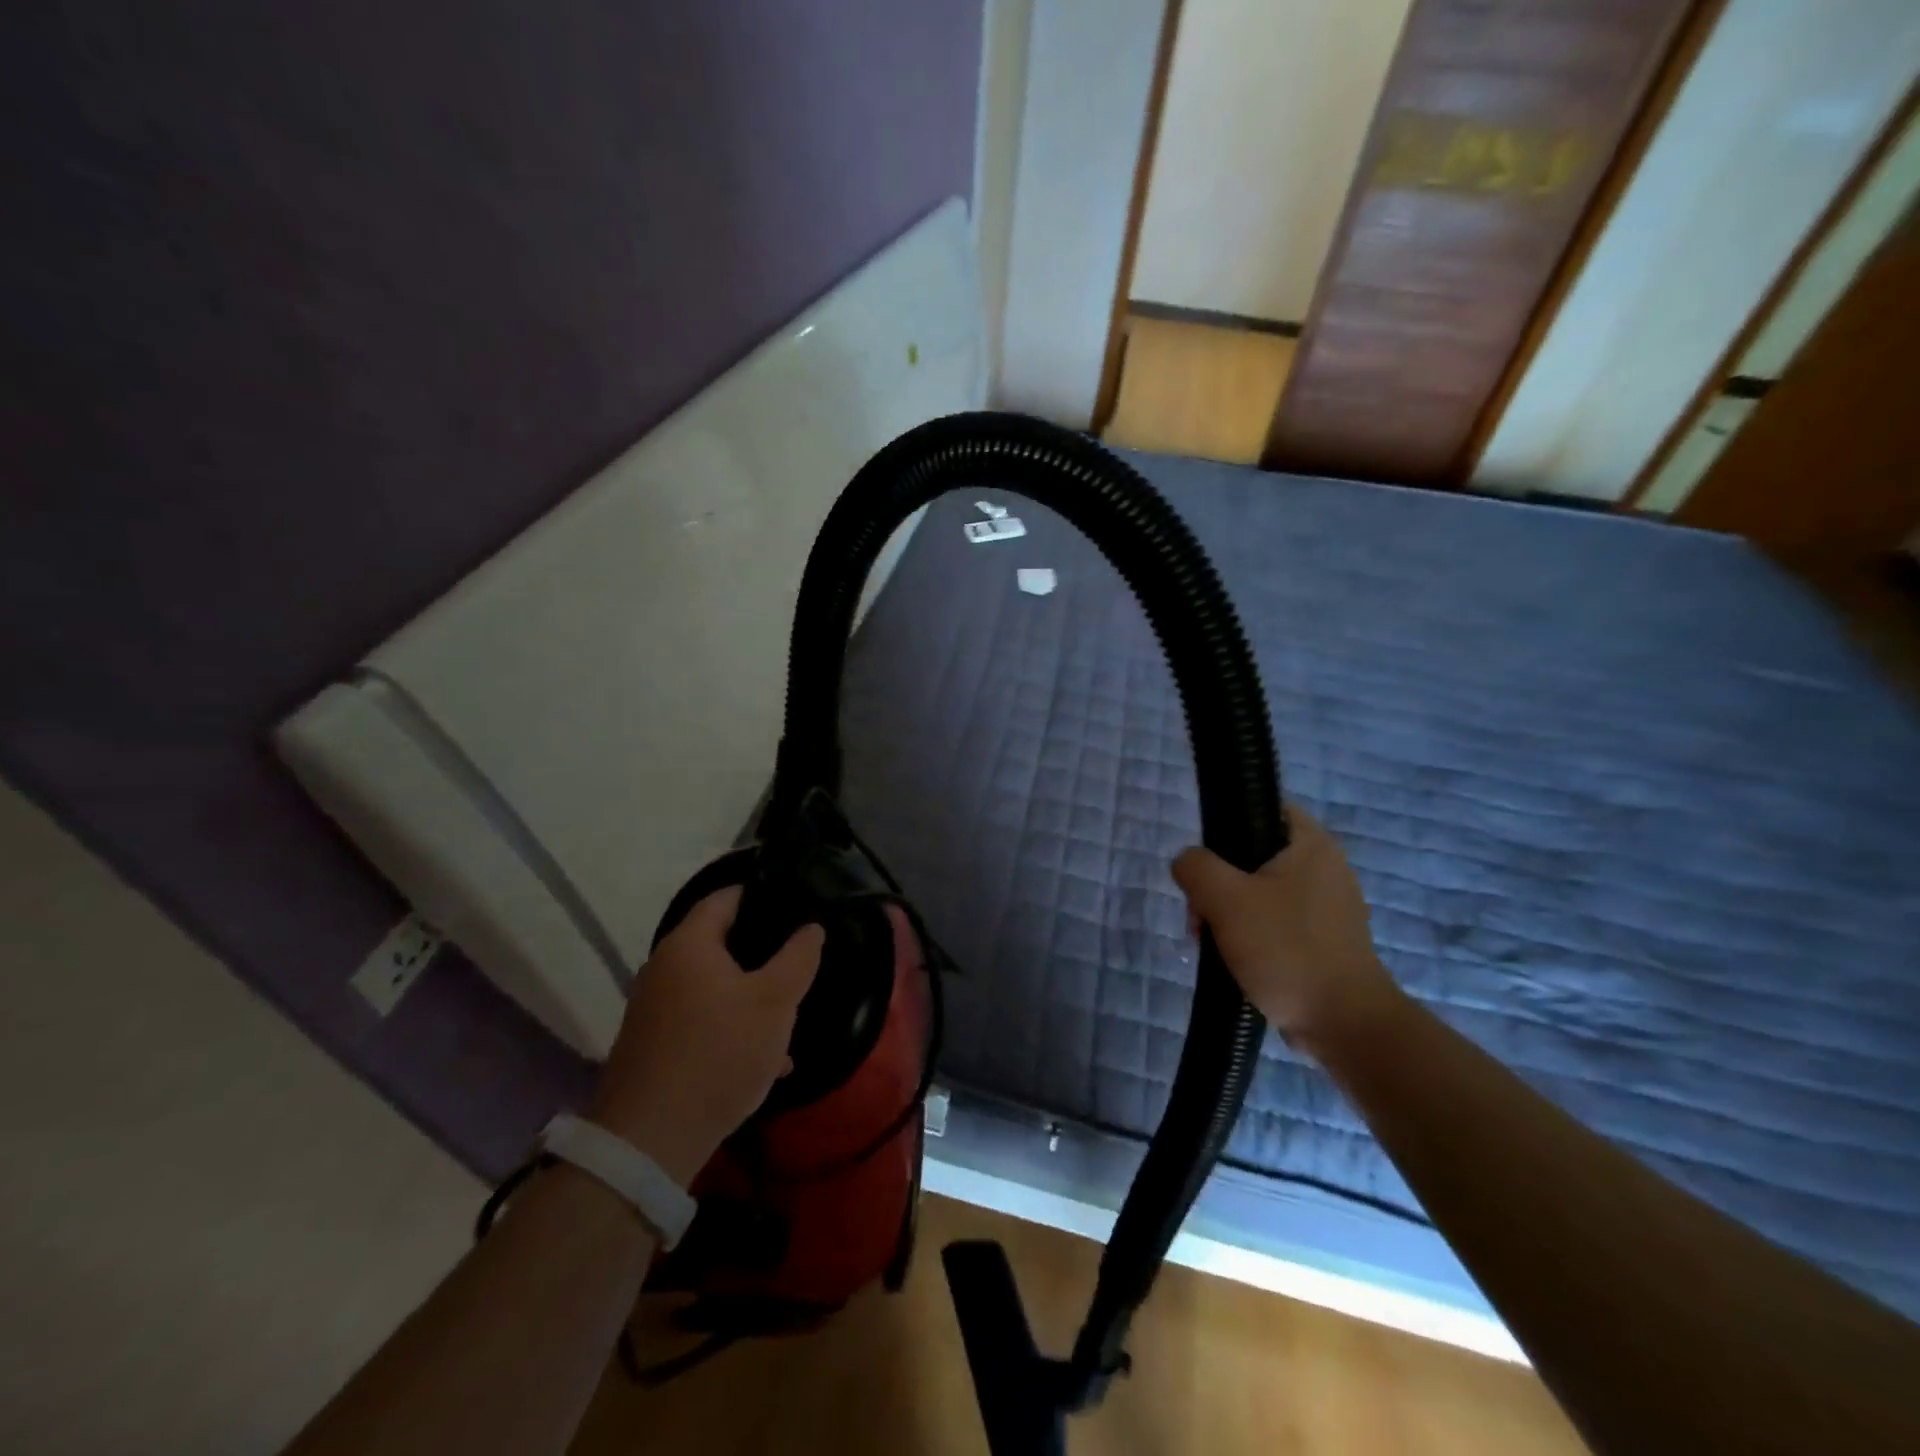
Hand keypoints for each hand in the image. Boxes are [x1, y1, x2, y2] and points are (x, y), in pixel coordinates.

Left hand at [589, 886, 822, 1182]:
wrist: (650, 1140)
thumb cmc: (719, 1052)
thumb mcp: (775, 1002)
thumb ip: (798, 958)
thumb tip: (811, 927)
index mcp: (689, 944)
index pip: (726, 897)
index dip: (762, 894)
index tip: (796, 904)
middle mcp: (664, 967)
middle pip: (721, 943)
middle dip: (763, 953)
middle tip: (798, 962)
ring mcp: (654, 1008)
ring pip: (715, 986)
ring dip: (751, 996)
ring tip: (788, 1015)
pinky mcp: (653, 1044)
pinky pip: (701, 1020)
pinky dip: (731, 1027)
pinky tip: (764, 1058)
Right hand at [1173, 804, 1401, 1054]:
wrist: (1344, 1024)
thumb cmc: (1287, 949)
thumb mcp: (1226, 899)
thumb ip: (1196, 867)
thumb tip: (1187, 862)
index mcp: (1311, 844)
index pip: (1264, 807)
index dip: (1227, 823)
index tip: (1204, 859)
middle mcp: (1325, 868)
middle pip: (1253, 856)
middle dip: (1218, 884)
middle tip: (1200, 915)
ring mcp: (1327, 907)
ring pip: (1260, 893)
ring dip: (1228, 913)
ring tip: (1210, 944)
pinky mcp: (1324, 941)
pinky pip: (1275, 923)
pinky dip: (1251, 935)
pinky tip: (1234, 960)